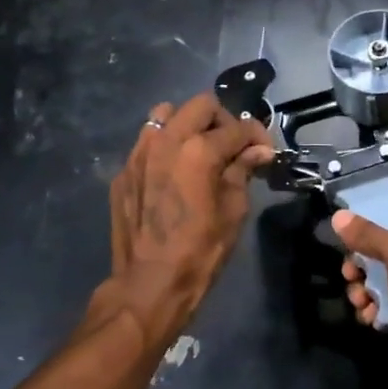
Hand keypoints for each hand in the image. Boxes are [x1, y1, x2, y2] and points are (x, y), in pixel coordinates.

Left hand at [99, 93, 271, 347]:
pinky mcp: (123, 171)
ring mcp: (138, 153)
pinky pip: (146, 143)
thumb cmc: (201, 250)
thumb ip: (243, 171)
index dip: (257, 136)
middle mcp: (165, 140)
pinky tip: (173, 175)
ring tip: (199, 152)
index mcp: (198, 149)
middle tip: (233, 147)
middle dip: (222, 120)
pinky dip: (165, 148)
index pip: (237, 127)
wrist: (150, 282)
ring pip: (165, 116)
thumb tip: (258, 151)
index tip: (264, 152)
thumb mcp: (234, 211)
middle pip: (200, 106)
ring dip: (188, 126)